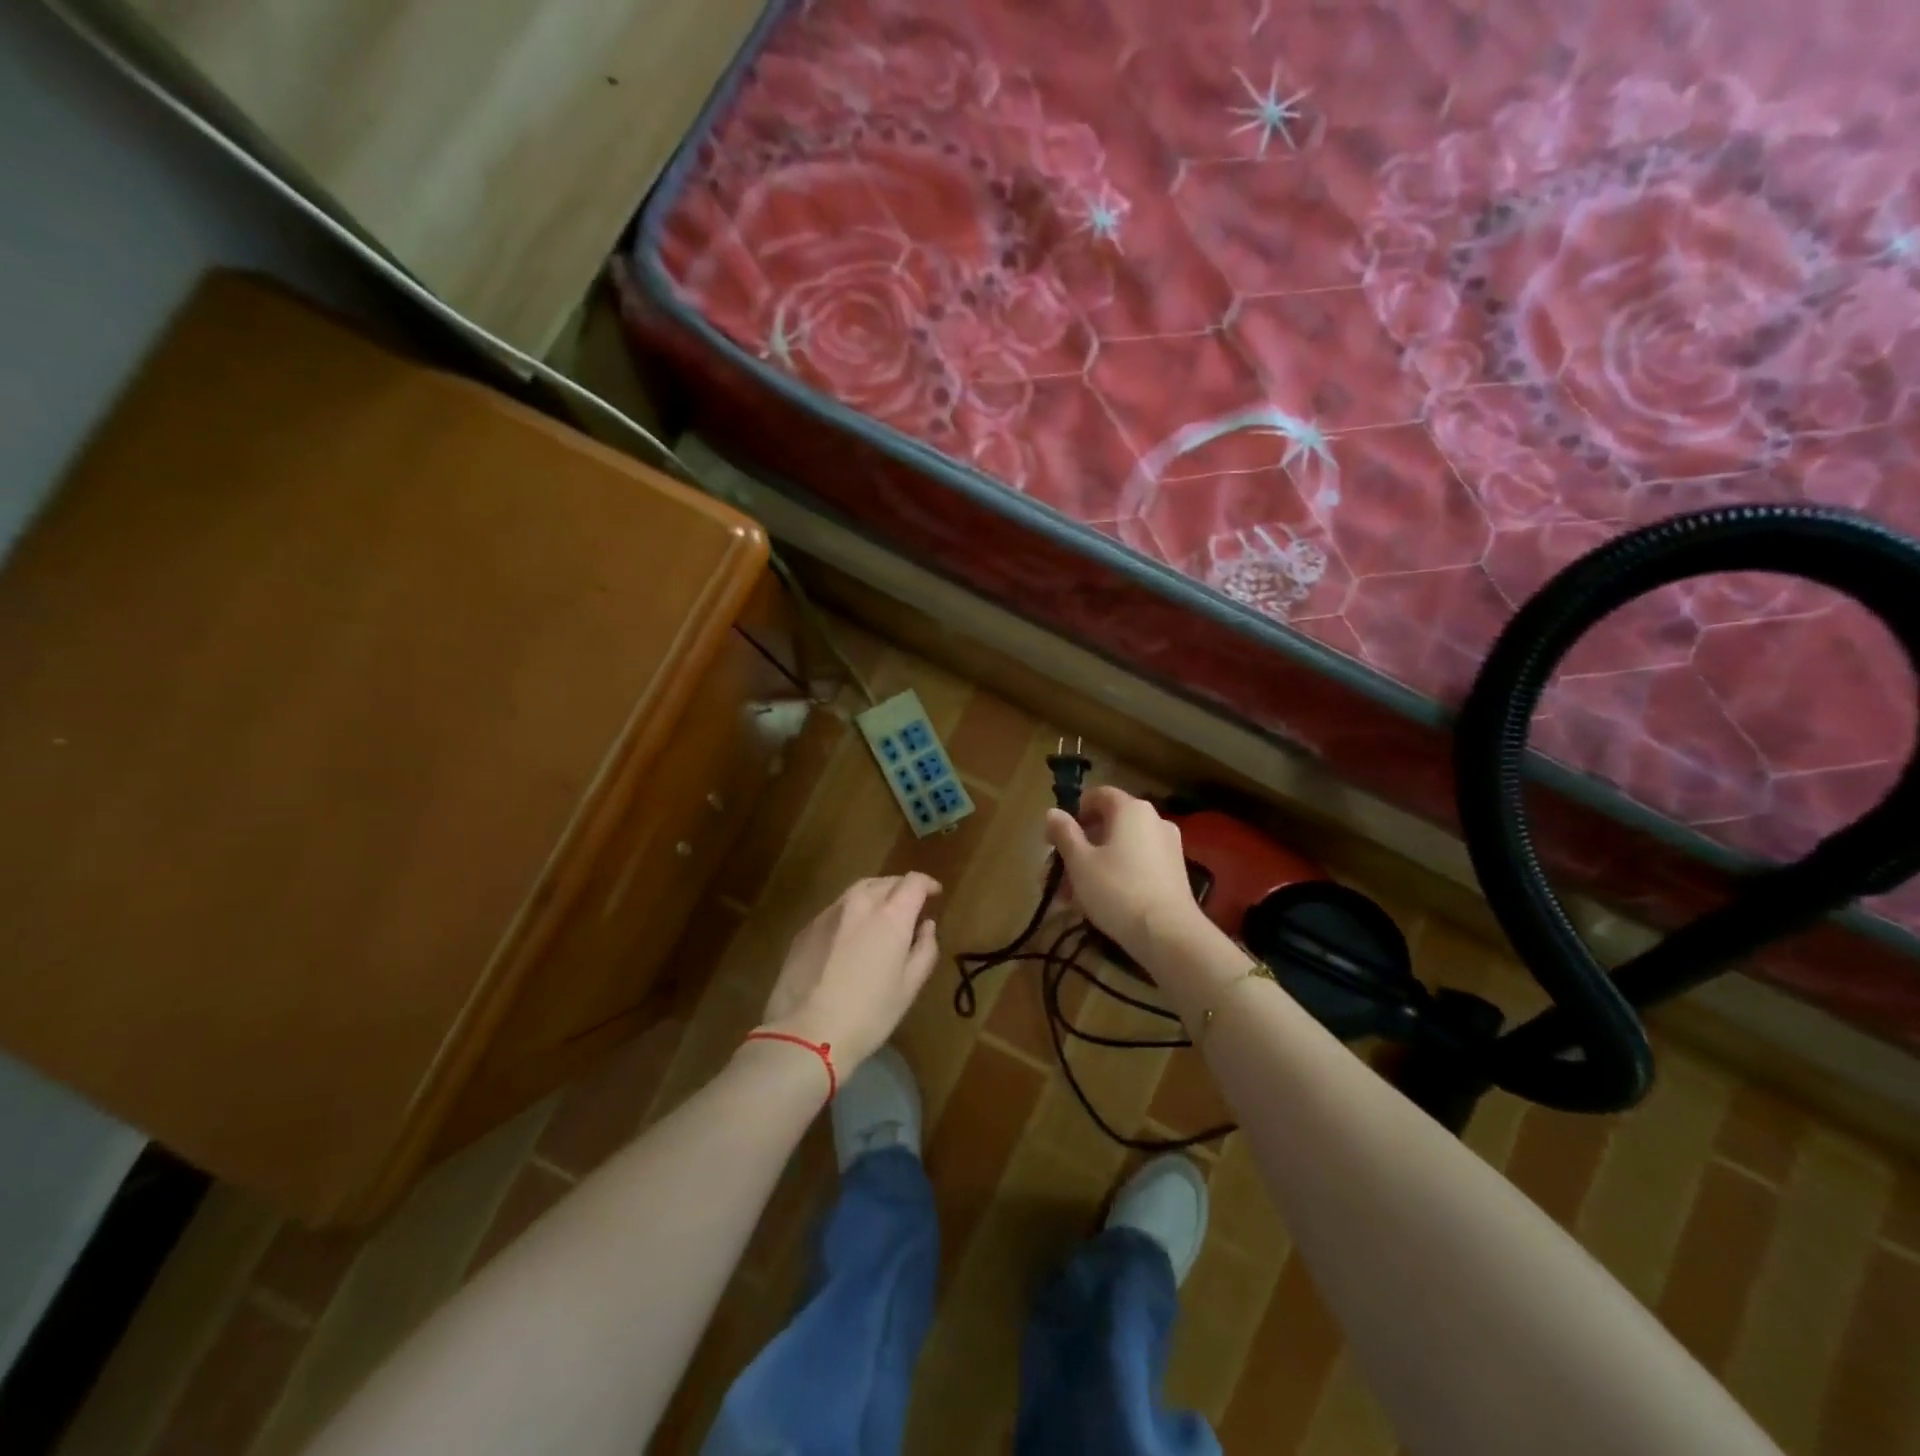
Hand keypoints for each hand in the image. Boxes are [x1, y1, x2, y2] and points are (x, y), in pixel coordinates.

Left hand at [760, 874, 942, 1070]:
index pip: (914, 882)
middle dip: (901, 889)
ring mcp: (829, 914)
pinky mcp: (806, 929)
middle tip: (908, 907)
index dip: (927, 884)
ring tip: (880, 915)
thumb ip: (924, 949)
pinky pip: (836, 910)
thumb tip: (926, 925)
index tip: (934, 894)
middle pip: (885, 882)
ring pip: (858, 891)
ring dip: (875, 896)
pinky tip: (850, 936)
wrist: (805, 1034)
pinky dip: (851, 913)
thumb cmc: (868, 1014)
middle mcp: (859, 903)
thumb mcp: (909, 986)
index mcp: (891, 915)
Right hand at [1045, 787, 1202, 957]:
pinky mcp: (1173, 873)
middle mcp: (1153, 820)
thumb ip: (1064, 833)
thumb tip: (1053, 812)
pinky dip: (1114, 876)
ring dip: (1091, 867)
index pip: (1098, 795)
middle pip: (1106, 826)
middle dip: (1077, 849)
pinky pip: (1135, 865)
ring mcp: (1167, 847)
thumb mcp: (1080, 862)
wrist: (1168, 935)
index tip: (1054, 839)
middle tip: (1055, 876)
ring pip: (1119, 850)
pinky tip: (1095, 905)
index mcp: (1131, 809)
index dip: (1072, 813)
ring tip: (1069, 899)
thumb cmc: (1117, 890)